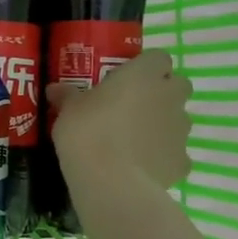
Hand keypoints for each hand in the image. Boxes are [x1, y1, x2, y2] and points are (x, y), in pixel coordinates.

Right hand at [46, 50, 192, 190]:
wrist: (111, 181)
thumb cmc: (88, 131)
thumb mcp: (68, 109)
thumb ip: (67, 95)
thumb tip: (55, 89)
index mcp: (143, 74)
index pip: (158, 57)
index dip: (145, 67)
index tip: (126, 78)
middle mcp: (169, 96)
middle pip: (178, 85)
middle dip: (162, 92)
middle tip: (133, 105)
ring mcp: (180, 129)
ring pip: (178, 119)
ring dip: (162, 124)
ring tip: (133, 140)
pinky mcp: (182, 160)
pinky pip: (175, 152)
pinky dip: (162, 156)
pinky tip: (140, 166)